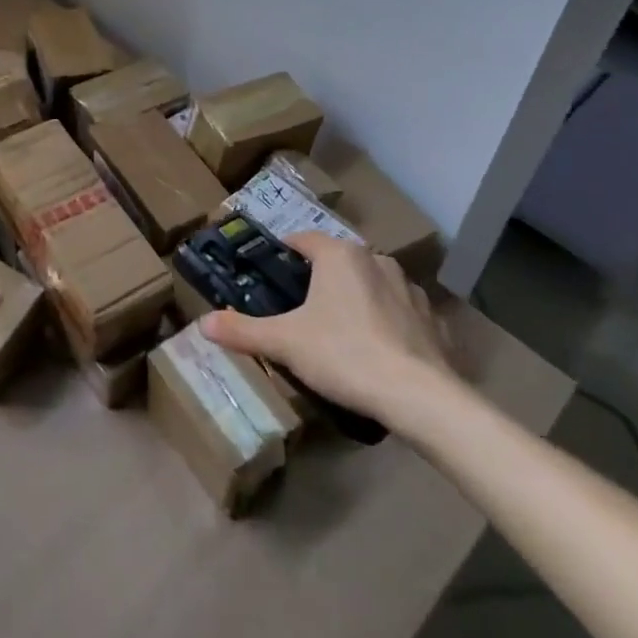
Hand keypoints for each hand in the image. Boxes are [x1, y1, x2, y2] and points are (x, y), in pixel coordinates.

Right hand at [199, 230, 460, 437]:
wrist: (420, 398)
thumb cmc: (344, 354)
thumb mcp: (284, 343)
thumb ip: (243, 330)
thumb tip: (203, 323)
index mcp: (340, 255)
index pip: (303, 239)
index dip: (284, 253)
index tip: (270, 274)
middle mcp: (376, 260)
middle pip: (338, 261)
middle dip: (320, 279)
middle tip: (299, 309)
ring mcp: (411, 289)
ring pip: (372, 284)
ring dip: (357, 299)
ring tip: (339, 332)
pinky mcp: (434, 321)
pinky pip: (402, 313)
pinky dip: (388, 324)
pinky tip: (379, 352)